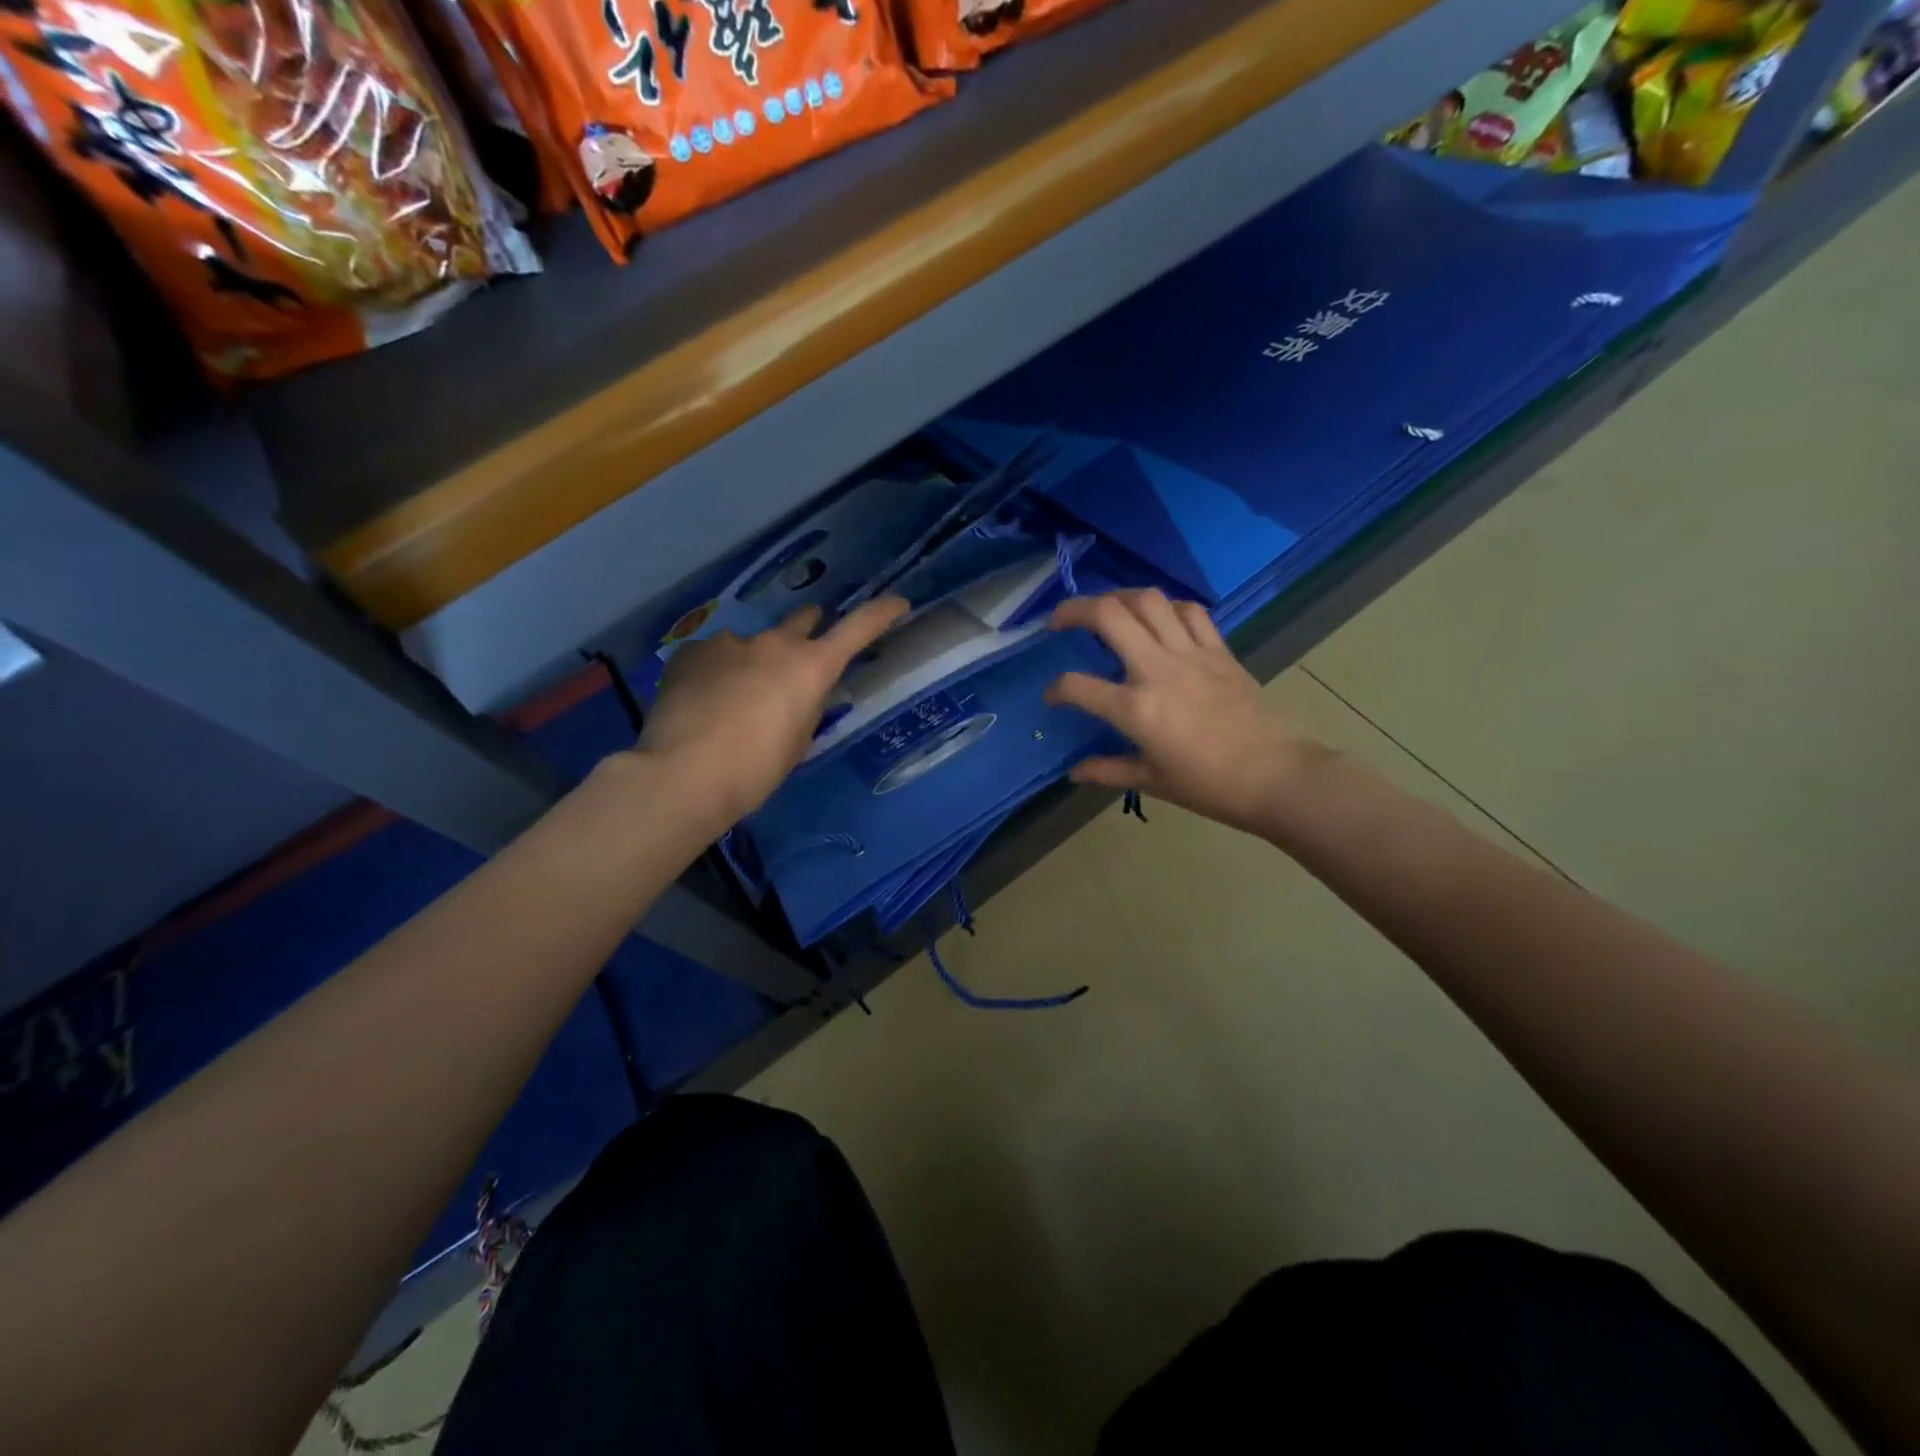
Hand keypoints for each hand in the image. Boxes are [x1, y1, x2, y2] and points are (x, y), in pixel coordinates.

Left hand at [636, 598, 909, 826]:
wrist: (683, 774)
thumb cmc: (755, 769)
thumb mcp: (798, 741)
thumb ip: (807, 705)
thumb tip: (800, 690)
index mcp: (811, 666)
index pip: (858, 628)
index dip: (882, 613)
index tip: (899, 603)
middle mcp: (774, 643)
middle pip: (804, 620)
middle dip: (808, 632)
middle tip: (799, 660)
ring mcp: (730, 642)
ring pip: (753, 643)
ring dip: (754, 661)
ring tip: (734, 700)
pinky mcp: (693, 651)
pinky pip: (715, 655)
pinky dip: (717, 672)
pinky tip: (703, 701)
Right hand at [1044, 590, 1324, 836]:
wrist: (1277, 777)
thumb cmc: (1210, 786)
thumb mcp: (1151, 781)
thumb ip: (1108, 770)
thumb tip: (1075, 772)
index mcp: (1135, 709)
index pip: (1076, 686)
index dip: (1056, 689)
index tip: (1053, 698)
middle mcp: (1157, 670)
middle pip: (1108, 614)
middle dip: (1074, 609)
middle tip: (1059, 621)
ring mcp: (1191, 654)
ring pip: (1148, 600)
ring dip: (1118, 597)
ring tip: (1106, 612)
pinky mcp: (1219, 651)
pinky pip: (1189, 612)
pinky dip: (1167, 608)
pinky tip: (1158, 620)